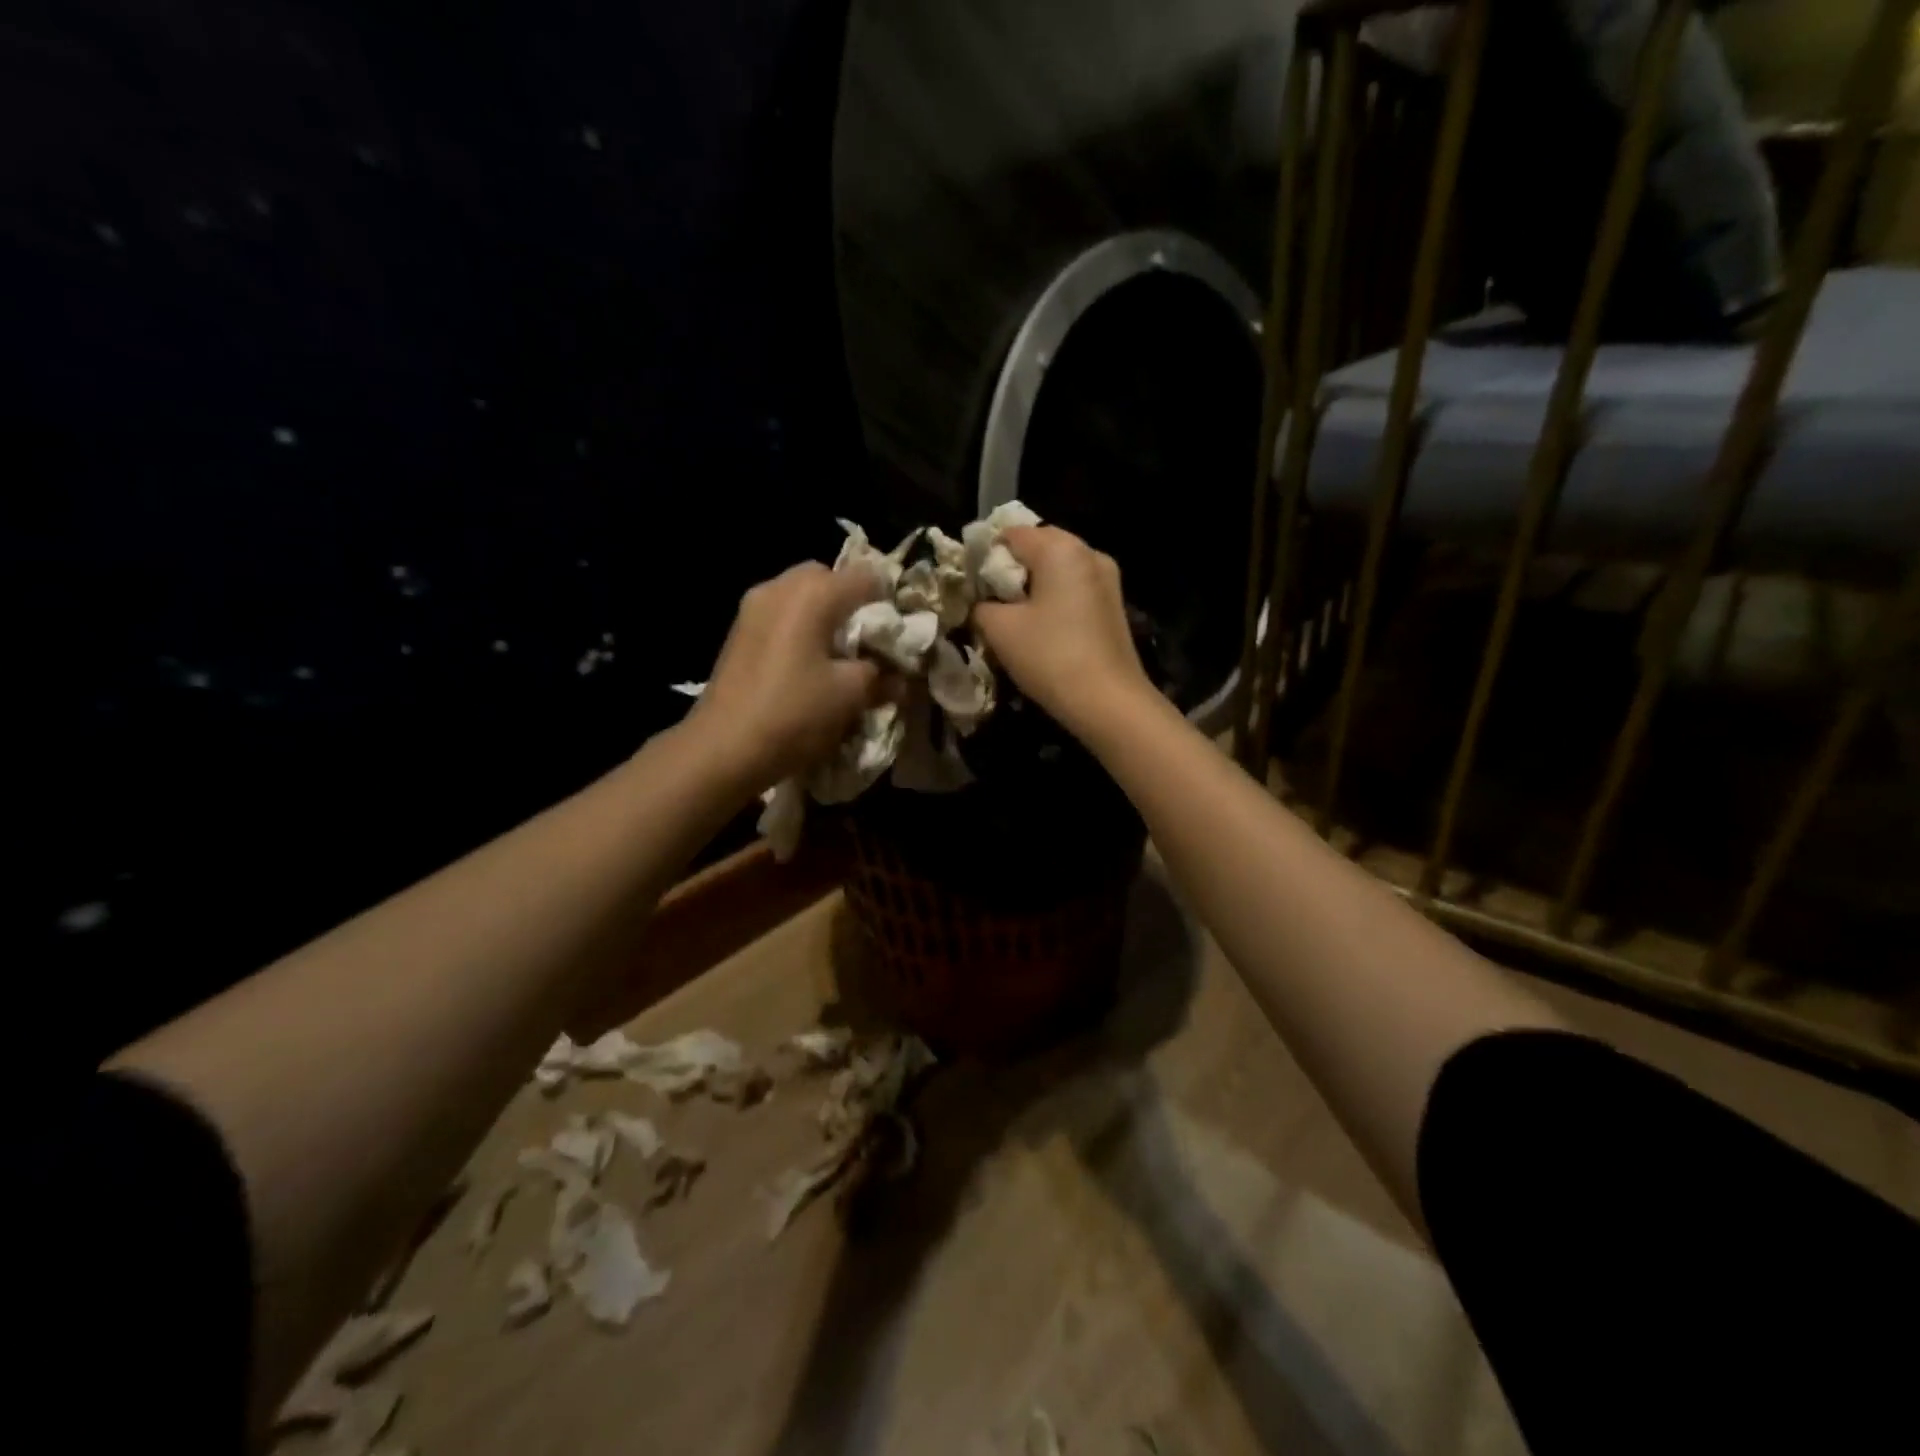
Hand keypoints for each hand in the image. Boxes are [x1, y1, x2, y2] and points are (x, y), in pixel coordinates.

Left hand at [686, 562, 890, 794]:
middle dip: (851, 603)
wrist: (722, 748)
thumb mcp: (849, 696)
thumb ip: (880, 676)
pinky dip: (800, 629)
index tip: (896, 636)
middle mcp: (779, 588)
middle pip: (827, 578)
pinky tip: (807, 665)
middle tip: (866, 642)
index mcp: (812, 594)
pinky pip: (780, 615)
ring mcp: (752, 608)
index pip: (866, 577)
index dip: (889, 602)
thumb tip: (898, 677)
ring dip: (823, 617)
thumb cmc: (793, 714)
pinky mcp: (738, 632)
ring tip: (838, 656)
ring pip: (800, 596)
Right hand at [972, 526, 1154, 736]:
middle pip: (1037, 548)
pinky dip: (1054, 602)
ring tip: (1013, 620)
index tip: (971, 587)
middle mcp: (1089, 553)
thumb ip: (981, 606)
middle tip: (990, 604)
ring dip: (1032, 588)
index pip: (1010, 534)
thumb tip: (981, 603)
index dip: (984, 557)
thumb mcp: (999, 629)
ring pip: (1057, 571)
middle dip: (1010, 572)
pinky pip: (1074, 590)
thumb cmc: (1050, 657)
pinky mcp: (1114, 606)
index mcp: (1061, 548)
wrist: (1108, 702)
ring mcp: (1108, 579)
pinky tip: (1042, 631)